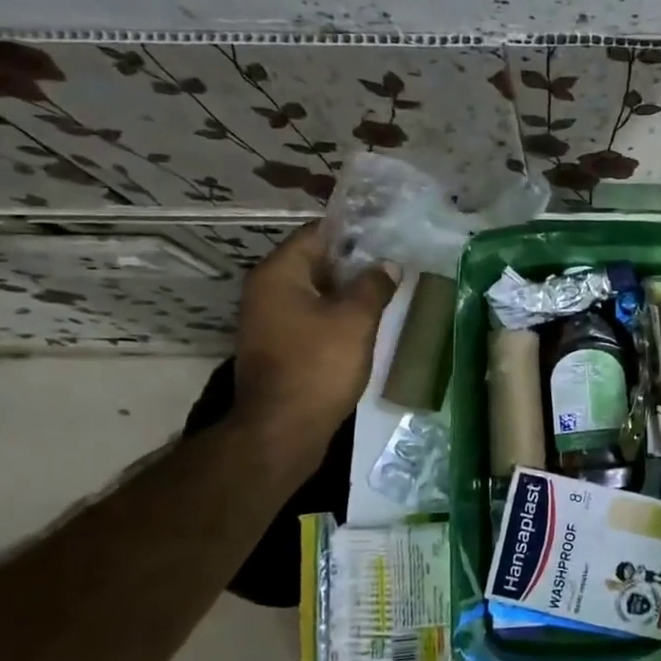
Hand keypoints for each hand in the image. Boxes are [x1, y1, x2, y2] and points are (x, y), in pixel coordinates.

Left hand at [233, 223, 397, 438]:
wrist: (282, 430)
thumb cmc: (318, 365)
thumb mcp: (355, 320)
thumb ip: (374, 285)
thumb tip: (387, 265)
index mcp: (279, 273)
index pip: (317, 232)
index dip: (354, 230)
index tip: (387, 232)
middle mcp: (266, 289)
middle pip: (315, 261)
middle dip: (355, 261)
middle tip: (394, 260)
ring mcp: (269, 319)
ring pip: (316, 290)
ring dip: (348, 289)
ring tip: (387, 287)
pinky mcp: (278, 345)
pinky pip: (311, 315)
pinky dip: (336, 312)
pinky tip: (366, 320)